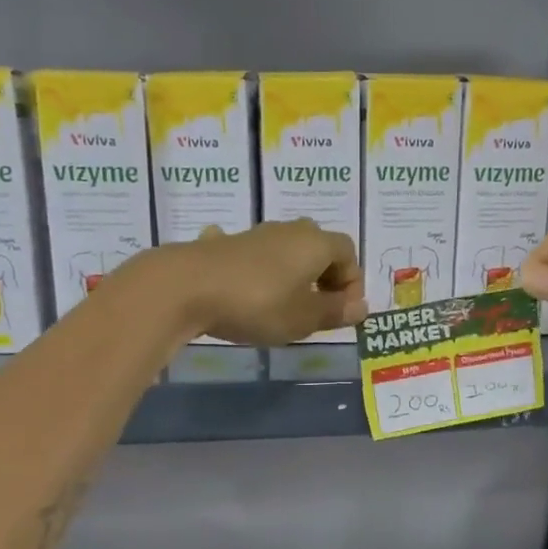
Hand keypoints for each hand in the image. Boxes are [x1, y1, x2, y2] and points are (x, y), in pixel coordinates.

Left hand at [166, 220, 365, 345]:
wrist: (187, 287)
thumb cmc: (258, 304)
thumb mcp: (303, 318)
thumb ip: (334, 312)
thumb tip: (360, 307)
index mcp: (315, 243)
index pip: (348, 253)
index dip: (351, 283)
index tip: (341, 312)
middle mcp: (288, 230)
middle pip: (318, 248)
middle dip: (323, 277)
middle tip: (316, 309)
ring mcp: (254, 234)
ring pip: (285, 251)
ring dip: (291, 275)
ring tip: (282, 307)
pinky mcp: (223, 245)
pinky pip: (252, 256)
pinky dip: (257, 272)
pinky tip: (243, 289)